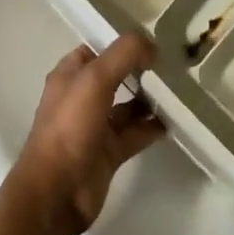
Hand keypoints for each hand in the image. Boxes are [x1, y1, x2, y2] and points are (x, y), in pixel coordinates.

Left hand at [6, 35, 162, 234]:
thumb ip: (125, 54)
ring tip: (178, 90)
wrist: (55, 194)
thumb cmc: (70, 126)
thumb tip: (152, 46)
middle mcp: (82, 97)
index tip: (153, 40)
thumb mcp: (96, 79)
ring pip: (128, 105)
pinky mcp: (109, 153)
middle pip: (116, 75)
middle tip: (172, 64)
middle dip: (140, 69)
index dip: (123, 43)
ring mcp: (95, 126)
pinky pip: (135, 134)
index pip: (99, 48)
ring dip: (149, 98)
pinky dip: (152, 127)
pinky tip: (173, 121)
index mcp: (70, 75)